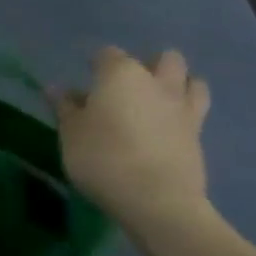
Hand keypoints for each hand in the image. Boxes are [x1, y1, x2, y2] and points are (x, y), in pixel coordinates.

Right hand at [52, 46, 211, 232]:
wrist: (157, 201)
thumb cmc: (103, 158)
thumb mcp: (70, 133)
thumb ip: (65, 108)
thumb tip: (56, 89)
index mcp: (121, 73)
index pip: (107, 54)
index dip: (96, 65)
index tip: (87, 83)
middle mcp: (156, 82)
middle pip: (164, 59)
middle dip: (150, 66)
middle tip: (130, 88)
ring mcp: (182, 109)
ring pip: (193, 81)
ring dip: (179, 85)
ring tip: (159, 102)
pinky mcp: (199, 137)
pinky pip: (196, 113)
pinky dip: (184, 115)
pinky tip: (168, 130)